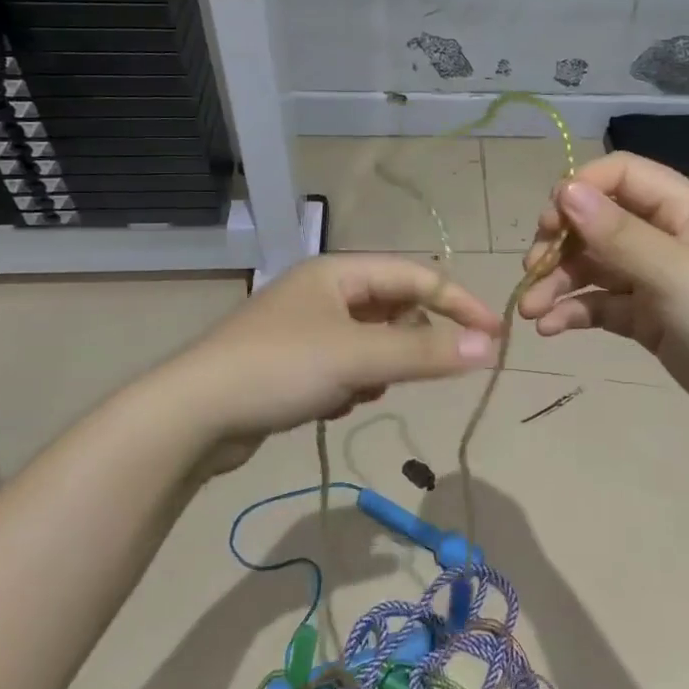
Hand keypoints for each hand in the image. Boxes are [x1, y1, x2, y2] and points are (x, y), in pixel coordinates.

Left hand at [172, 254, 502, 444]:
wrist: (193, 416)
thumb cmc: (280, 368)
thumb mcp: (359, 357)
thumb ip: (426, 352)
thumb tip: (489, 347)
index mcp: (339, 272)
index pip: (416, 276)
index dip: (459, 303)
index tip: (494, 336)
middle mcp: (324, 292)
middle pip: (394, 309)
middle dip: (409, 343)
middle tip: (413, 372)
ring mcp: (306, 328)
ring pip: (371, 343)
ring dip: (378, 368)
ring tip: (357, 390)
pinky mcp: (294, 364)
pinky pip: (346, 367)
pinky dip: (351, 385)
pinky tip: (331, 405)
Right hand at [519, 153, 688, 440]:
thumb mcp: (676, 271)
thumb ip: (618, 233)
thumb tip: (565, 190)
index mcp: (684, 209)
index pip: (621, 176)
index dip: (581, 190)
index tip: (549, 222)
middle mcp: (667, 238)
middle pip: (600, 223)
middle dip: (562, 242)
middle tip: (534, 267)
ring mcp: (657, 281)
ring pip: (595, 267)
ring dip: (560, 282)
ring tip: (531, 309)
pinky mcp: (650, 321)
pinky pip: (604, 306)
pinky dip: (576, 312)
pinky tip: (551, 328)